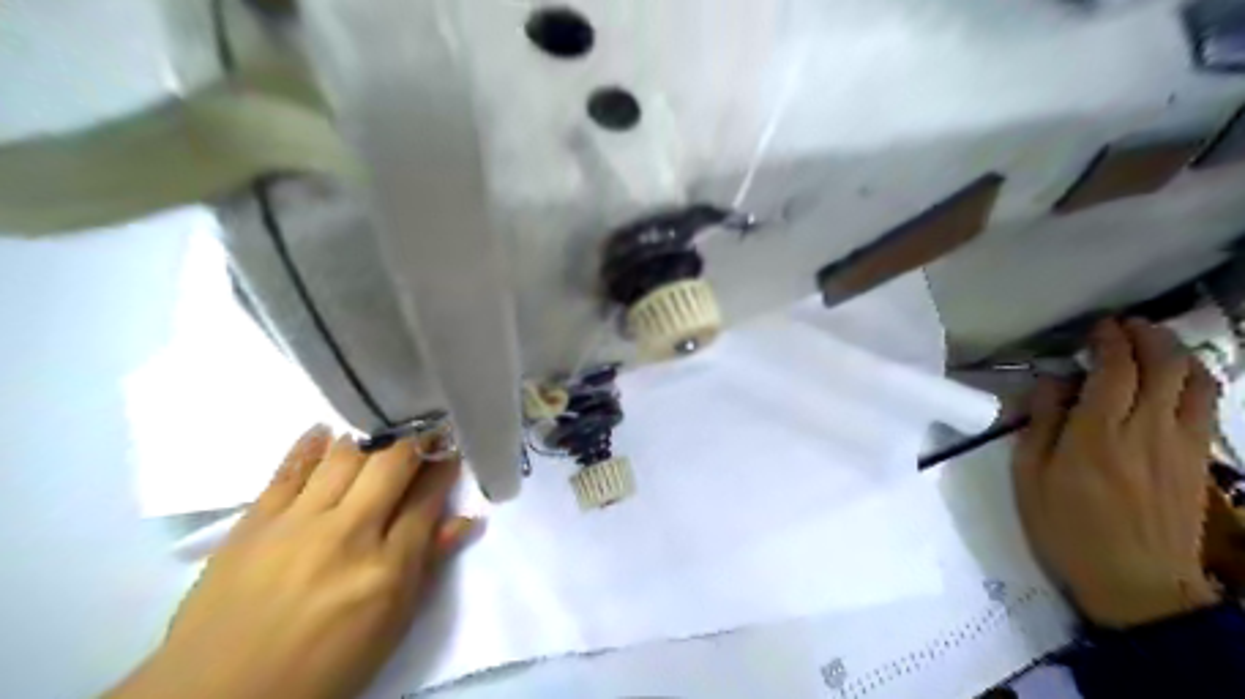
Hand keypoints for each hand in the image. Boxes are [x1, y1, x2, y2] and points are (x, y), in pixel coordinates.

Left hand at [104, 425, 479, 698]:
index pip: (427, 500)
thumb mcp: (389, 628)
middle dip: (416, 441)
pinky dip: (311, 445)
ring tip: (384, 430)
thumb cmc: (322, 667)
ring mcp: (297, 524)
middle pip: (391, 465)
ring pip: (345, 457)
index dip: (444, 469)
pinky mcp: (254, 522)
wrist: (218, 695)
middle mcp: (347, 535)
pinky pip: (288, 470)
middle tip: (428, 430)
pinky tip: (325, 431)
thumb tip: (464, 521)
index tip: (452, 452)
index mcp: (387, 570)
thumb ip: (427, 567)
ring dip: (371, 438)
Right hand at [1017, 319, 1221, 631]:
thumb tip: (1050, 383)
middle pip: (1164, 365)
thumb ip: (1040, 424)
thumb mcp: (1029, 477)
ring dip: (1178, 353)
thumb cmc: (1067, 529)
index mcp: (1098, 433)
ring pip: (1196, 381)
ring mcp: (1182, 444)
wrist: (1136, 583)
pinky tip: (1177, 380)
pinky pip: (1206, 406)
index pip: (1115, 369)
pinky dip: (1195, 380)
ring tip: (1155, 345)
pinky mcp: (1199, 460)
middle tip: (1125, 327)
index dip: (1110, 340)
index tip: (1097, 328)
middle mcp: (1147, 429)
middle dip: (1148, 336)